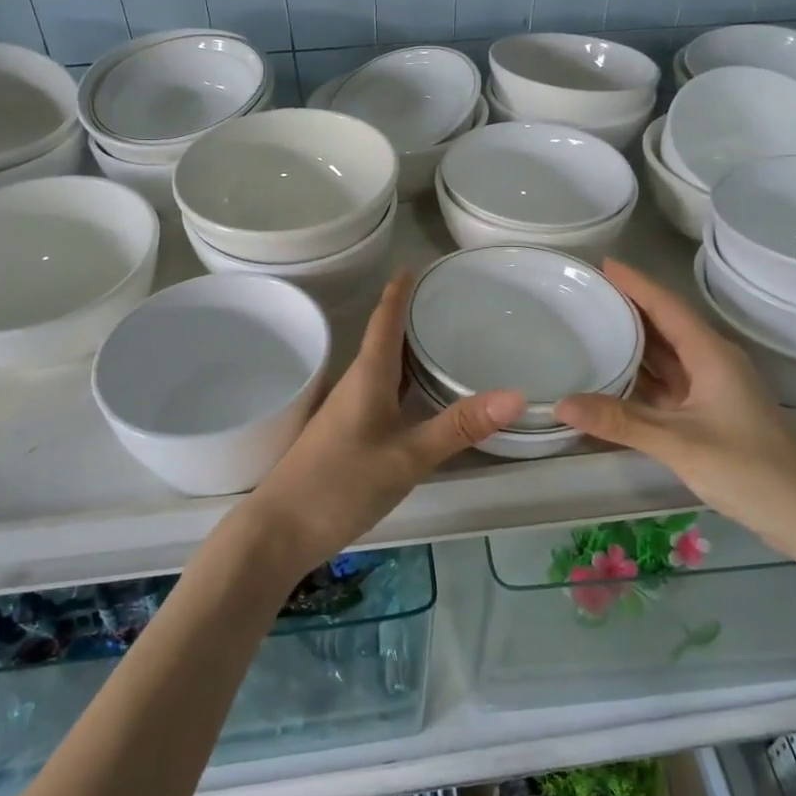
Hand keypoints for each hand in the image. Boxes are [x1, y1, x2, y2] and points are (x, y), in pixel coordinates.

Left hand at [240, 271, 524, 574]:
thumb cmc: (341, 483)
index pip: (385, 318)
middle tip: (449, 301)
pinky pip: (380, 392)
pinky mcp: (345, 434)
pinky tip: (417, 395)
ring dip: (407, 349)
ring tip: (441, 339)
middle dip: (412, 316)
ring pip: (382, 367)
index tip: (416, 265)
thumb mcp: (408, 456)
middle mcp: (355, 383)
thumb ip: (459, 427)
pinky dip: (402, 381)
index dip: (400, 291)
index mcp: (368, 375)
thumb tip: (516, 395)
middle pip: (385, 339)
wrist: (279, 531)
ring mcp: (347, 410)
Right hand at [552, 261, 795, 554]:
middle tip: (586, 293)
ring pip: (667, 354)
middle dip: (629, 306)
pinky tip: (614, 376)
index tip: (602, 264)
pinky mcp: (709, 412)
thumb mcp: (679, 444)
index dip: (635, 284)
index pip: (667, 306)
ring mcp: (712, 388)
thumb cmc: (750, 469)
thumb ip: (620, 422)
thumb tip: (561, 403)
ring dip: (634, 340)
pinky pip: (668, 381)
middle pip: (666, 324)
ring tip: (592, 324)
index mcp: (711, 355)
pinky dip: (641, 375)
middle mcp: (712, 362)